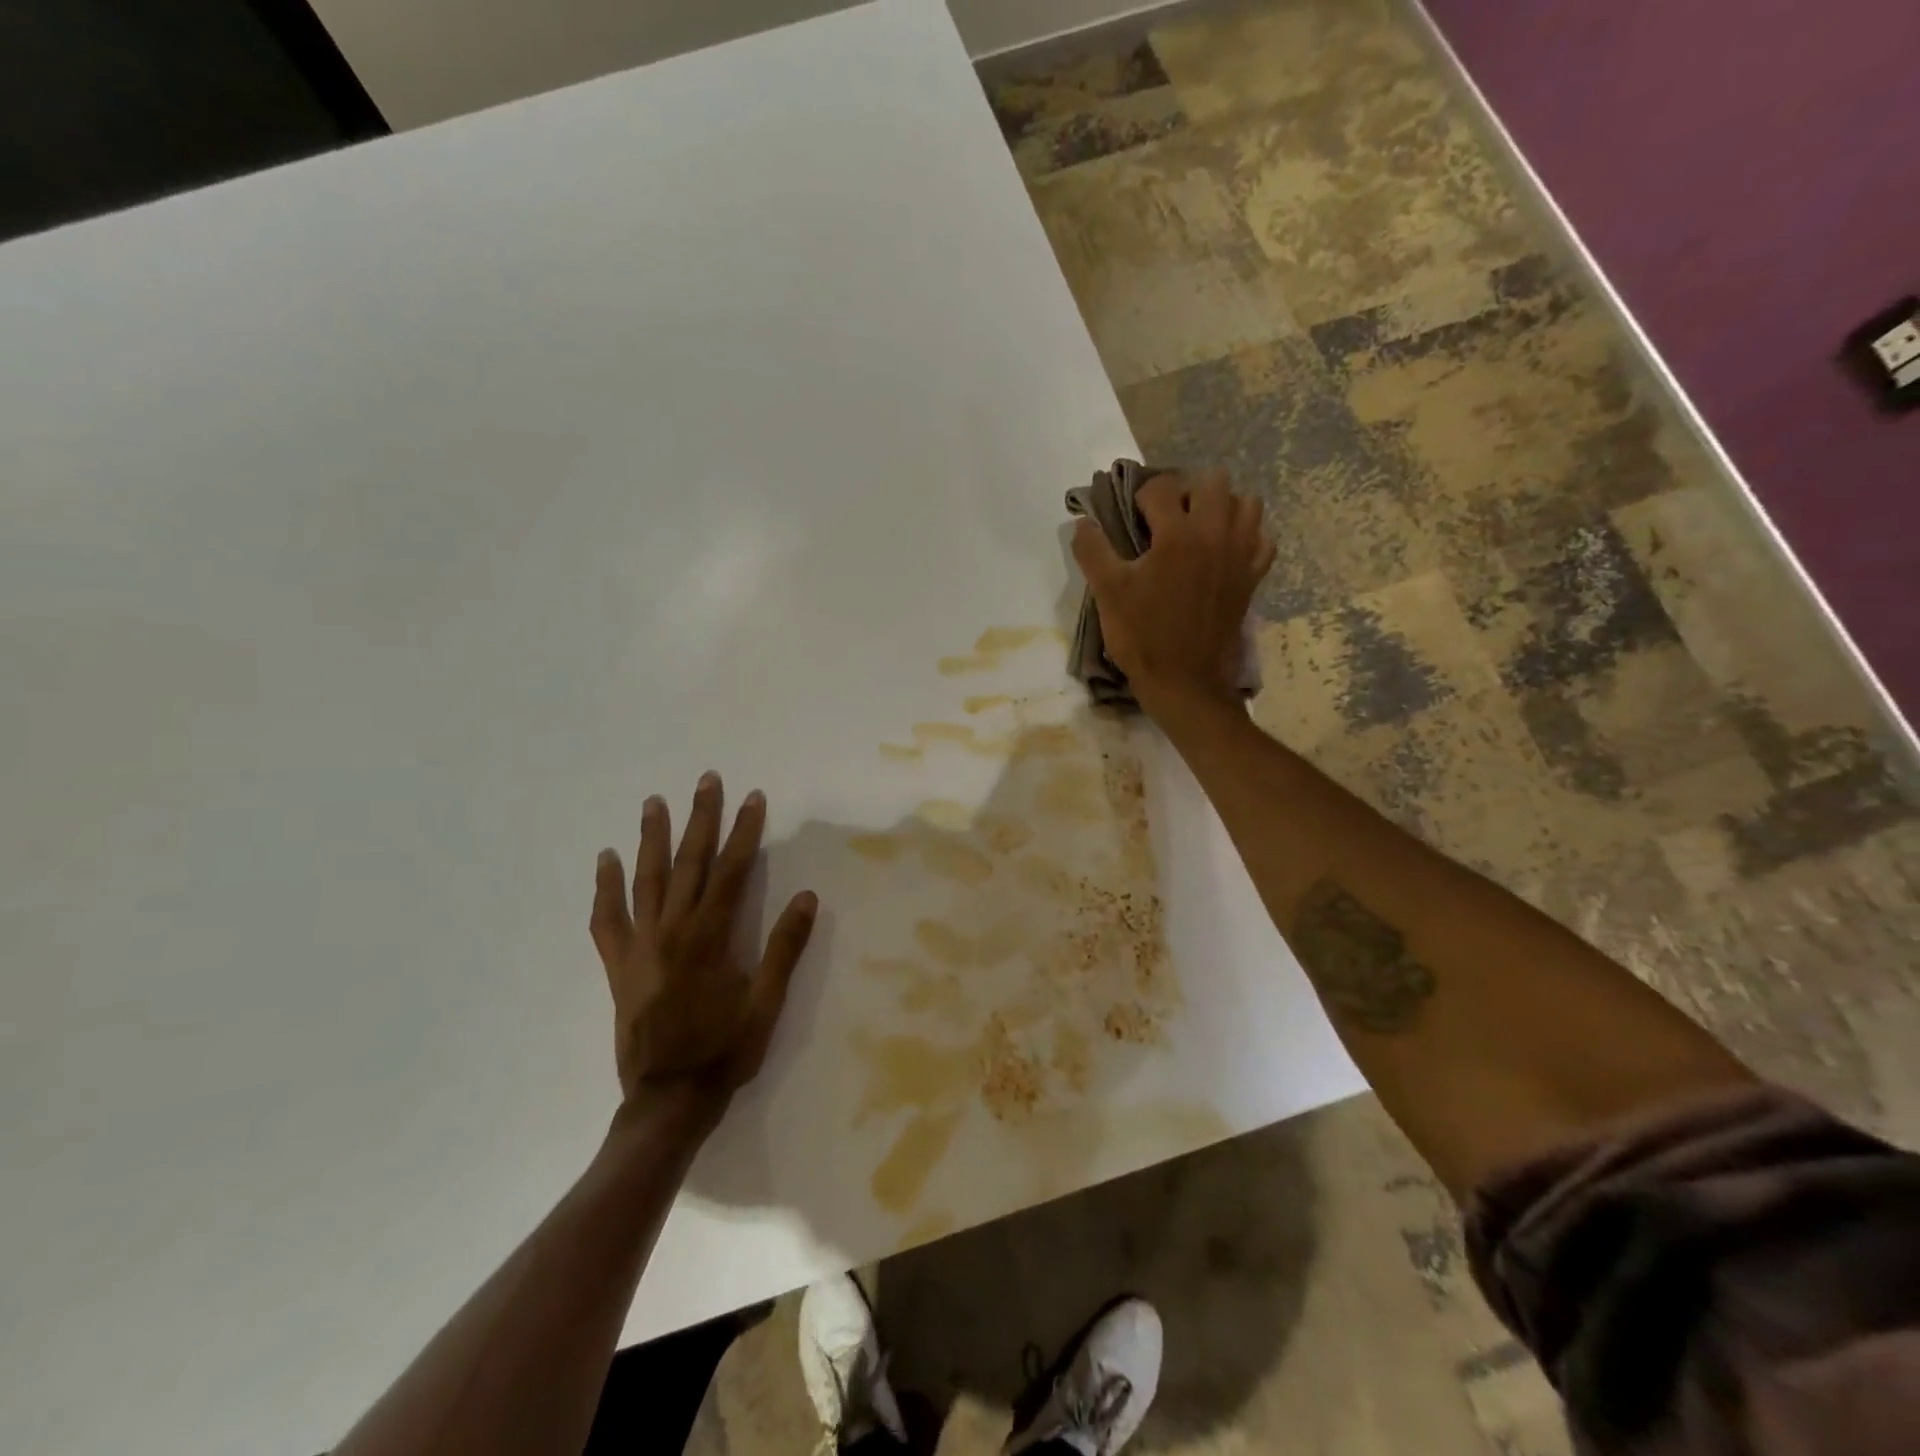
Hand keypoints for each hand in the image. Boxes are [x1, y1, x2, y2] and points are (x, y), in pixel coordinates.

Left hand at [590, 773, 818, 1129]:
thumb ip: (784, 948)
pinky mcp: (618, 966)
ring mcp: (639, 946)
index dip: (743, 832)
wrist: (668, 1099)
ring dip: (651, 839)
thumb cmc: (725, 1051)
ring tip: (654, 803)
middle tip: (706, 780)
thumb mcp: (767, 1003)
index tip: (752, 798)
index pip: (730, 871)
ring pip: (645, 880)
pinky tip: (605, 861)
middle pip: (687, 863)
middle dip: (700, 818)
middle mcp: (671, 931)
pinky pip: (606, 920)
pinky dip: (605, 888)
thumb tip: (807, 897)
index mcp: (710, 938)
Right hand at [1072, 469, 1274, 715]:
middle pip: (1212, 482)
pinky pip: (1262, 539)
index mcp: (1177, 535)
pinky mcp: (1252, 577)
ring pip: (1246, 504)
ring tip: (1198, 528)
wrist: (1184, 681)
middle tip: (1165, 518)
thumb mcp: (1108, 593)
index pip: (1161, 488)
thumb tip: (1082, 521)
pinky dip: (1246, 536)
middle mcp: (1215, 534)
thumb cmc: (1142, 635)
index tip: (1131, 516)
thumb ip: (1093, 551)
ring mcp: (1240, 555)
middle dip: (1186, 491)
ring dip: (1221, 506)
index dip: (1140, 496)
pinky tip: (1225, 550)